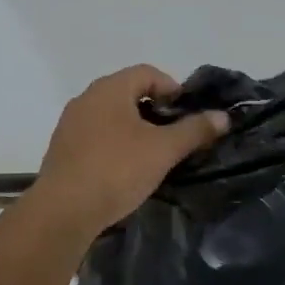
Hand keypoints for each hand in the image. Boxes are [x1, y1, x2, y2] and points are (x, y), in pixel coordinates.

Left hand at [31, 65, 229, 236]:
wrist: (63, 211)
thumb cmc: (117, 170)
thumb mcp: (163, 150)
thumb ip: (194, 130)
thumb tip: (223, 116)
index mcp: (110, 88)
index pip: (147, 73)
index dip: (172, 88)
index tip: (187, 114)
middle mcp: (87, 98)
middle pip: (128, 92)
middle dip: (154, 109)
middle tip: (174, 134)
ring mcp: (70, 123)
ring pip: (110, 115)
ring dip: (133, 128)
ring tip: (152, 153)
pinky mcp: (61, 149)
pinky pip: (95, 135)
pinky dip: (114, 143)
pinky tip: (124, 169)